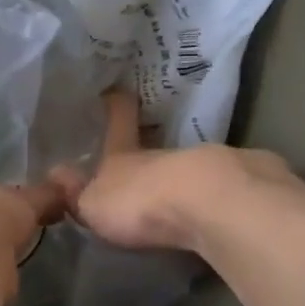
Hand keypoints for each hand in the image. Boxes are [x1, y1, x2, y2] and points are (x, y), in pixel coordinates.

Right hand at [50, 91, 298, 252]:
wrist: (209, 202)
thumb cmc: (141, 203)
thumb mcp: (95, 204)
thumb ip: (77, 193)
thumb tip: (55, 173)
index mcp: (129, 156)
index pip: (119, 123)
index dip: (115, 107)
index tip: (114, 92)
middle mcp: (169, 154)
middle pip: (160, 149)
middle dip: (156, 162)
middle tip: (151, 175)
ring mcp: (211, 163)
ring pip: (197, 167)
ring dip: (192, 181)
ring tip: (191, 204)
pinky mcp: (249, 180)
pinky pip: (233, 186)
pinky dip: (228, 196)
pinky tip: (230, 213)